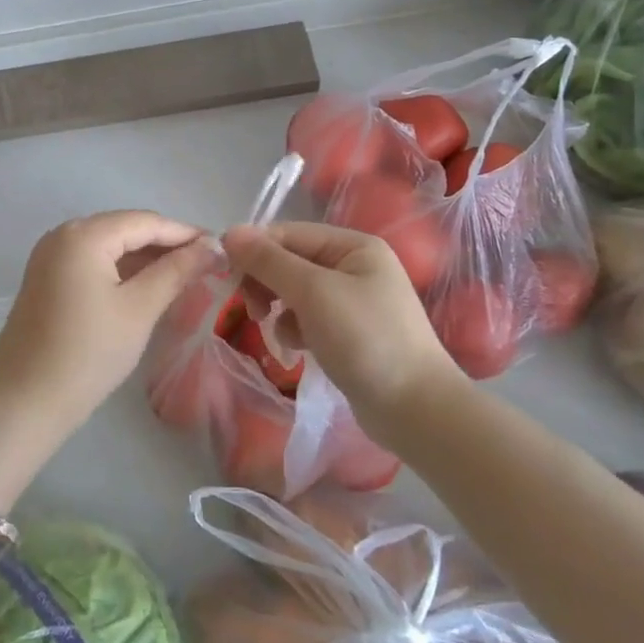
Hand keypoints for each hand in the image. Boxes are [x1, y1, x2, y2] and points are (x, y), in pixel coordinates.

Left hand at [0, 210, 215, 421]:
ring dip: (144, 258)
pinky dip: (121, 270)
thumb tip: (212, 247)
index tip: (221, 248)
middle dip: (165, 244)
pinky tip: (147, 285)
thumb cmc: (89, 352)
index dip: (184, 233)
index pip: (144, 222)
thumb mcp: (139, 309)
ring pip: (108, 246)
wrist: (26, 400)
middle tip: (206, 263)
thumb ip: (176, 271)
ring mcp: (50, 256)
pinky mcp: (46, 278)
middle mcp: (62, 235)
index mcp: (83, 235)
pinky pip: (91, 262)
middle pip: (124, 229)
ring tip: (184, 274)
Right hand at [222, 221, 466, 433]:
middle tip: (251, 310)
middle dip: (265, 282)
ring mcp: (352, 300)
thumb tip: (229, 232)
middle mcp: (354, 265)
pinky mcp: (348, 331)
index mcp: (353, 245)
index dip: (254, 252)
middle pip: (289, 261)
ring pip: (294, 291)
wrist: (416, 410)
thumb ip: (269, 261)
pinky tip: (298, 348)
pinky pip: (307, 317)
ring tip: (279, 334)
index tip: (227, 279)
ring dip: (278, 308)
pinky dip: (295, 329)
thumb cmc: (366, 341)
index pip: (287, 234)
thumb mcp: (313, 293)